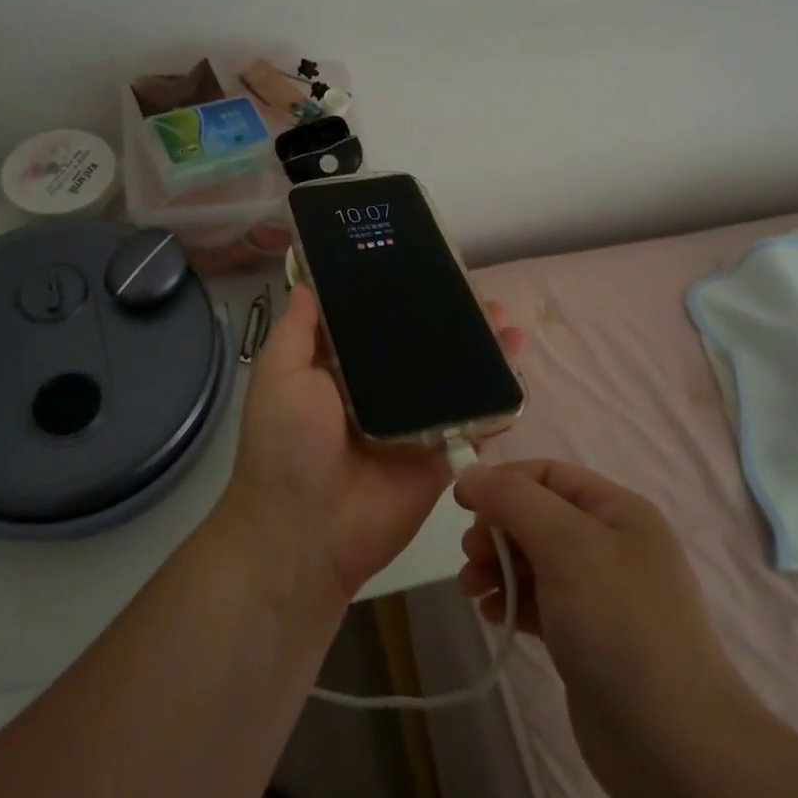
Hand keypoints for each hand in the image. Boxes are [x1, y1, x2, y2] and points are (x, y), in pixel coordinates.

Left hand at [220, 285, 522, 608]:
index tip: (425, 268)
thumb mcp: (280, 375)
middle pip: (421, 350)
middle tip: (478, 294)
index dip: (398, 298)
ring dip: (480, 353)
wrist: (307, 530)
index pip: (375, 325)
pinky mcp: (440, 454)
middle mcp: (380, 393)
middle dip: (450, 323)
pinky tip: (518, 368)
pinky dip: (497, 398)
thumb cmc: (287, 443)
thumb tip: (307, 284)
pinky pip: (472, 422)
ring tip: (507, 322)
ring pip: (453, 380)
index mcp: (340, 372)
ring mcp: (414, 424)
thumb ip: (298, 331)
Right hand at [455, 461, 761, 797]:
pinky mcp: (590, 639)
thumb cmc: (619, 625)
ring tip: (471, 589)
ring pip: (535, 561)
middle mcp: (613, 545)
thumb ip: (513, 500)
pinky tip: (493, 616)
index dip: (503, 482)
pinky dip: (514, 602)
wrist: (672, 746)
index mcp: (618, 511)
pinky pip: (541, 603)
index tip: (460, 505)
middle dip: (497, 530)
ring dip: (497, 567)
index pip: (548, 475)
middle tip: (470, 557)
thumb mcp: (566, 544)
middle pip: (538, 517)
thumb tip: (471, 474)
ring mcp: (603, 595)